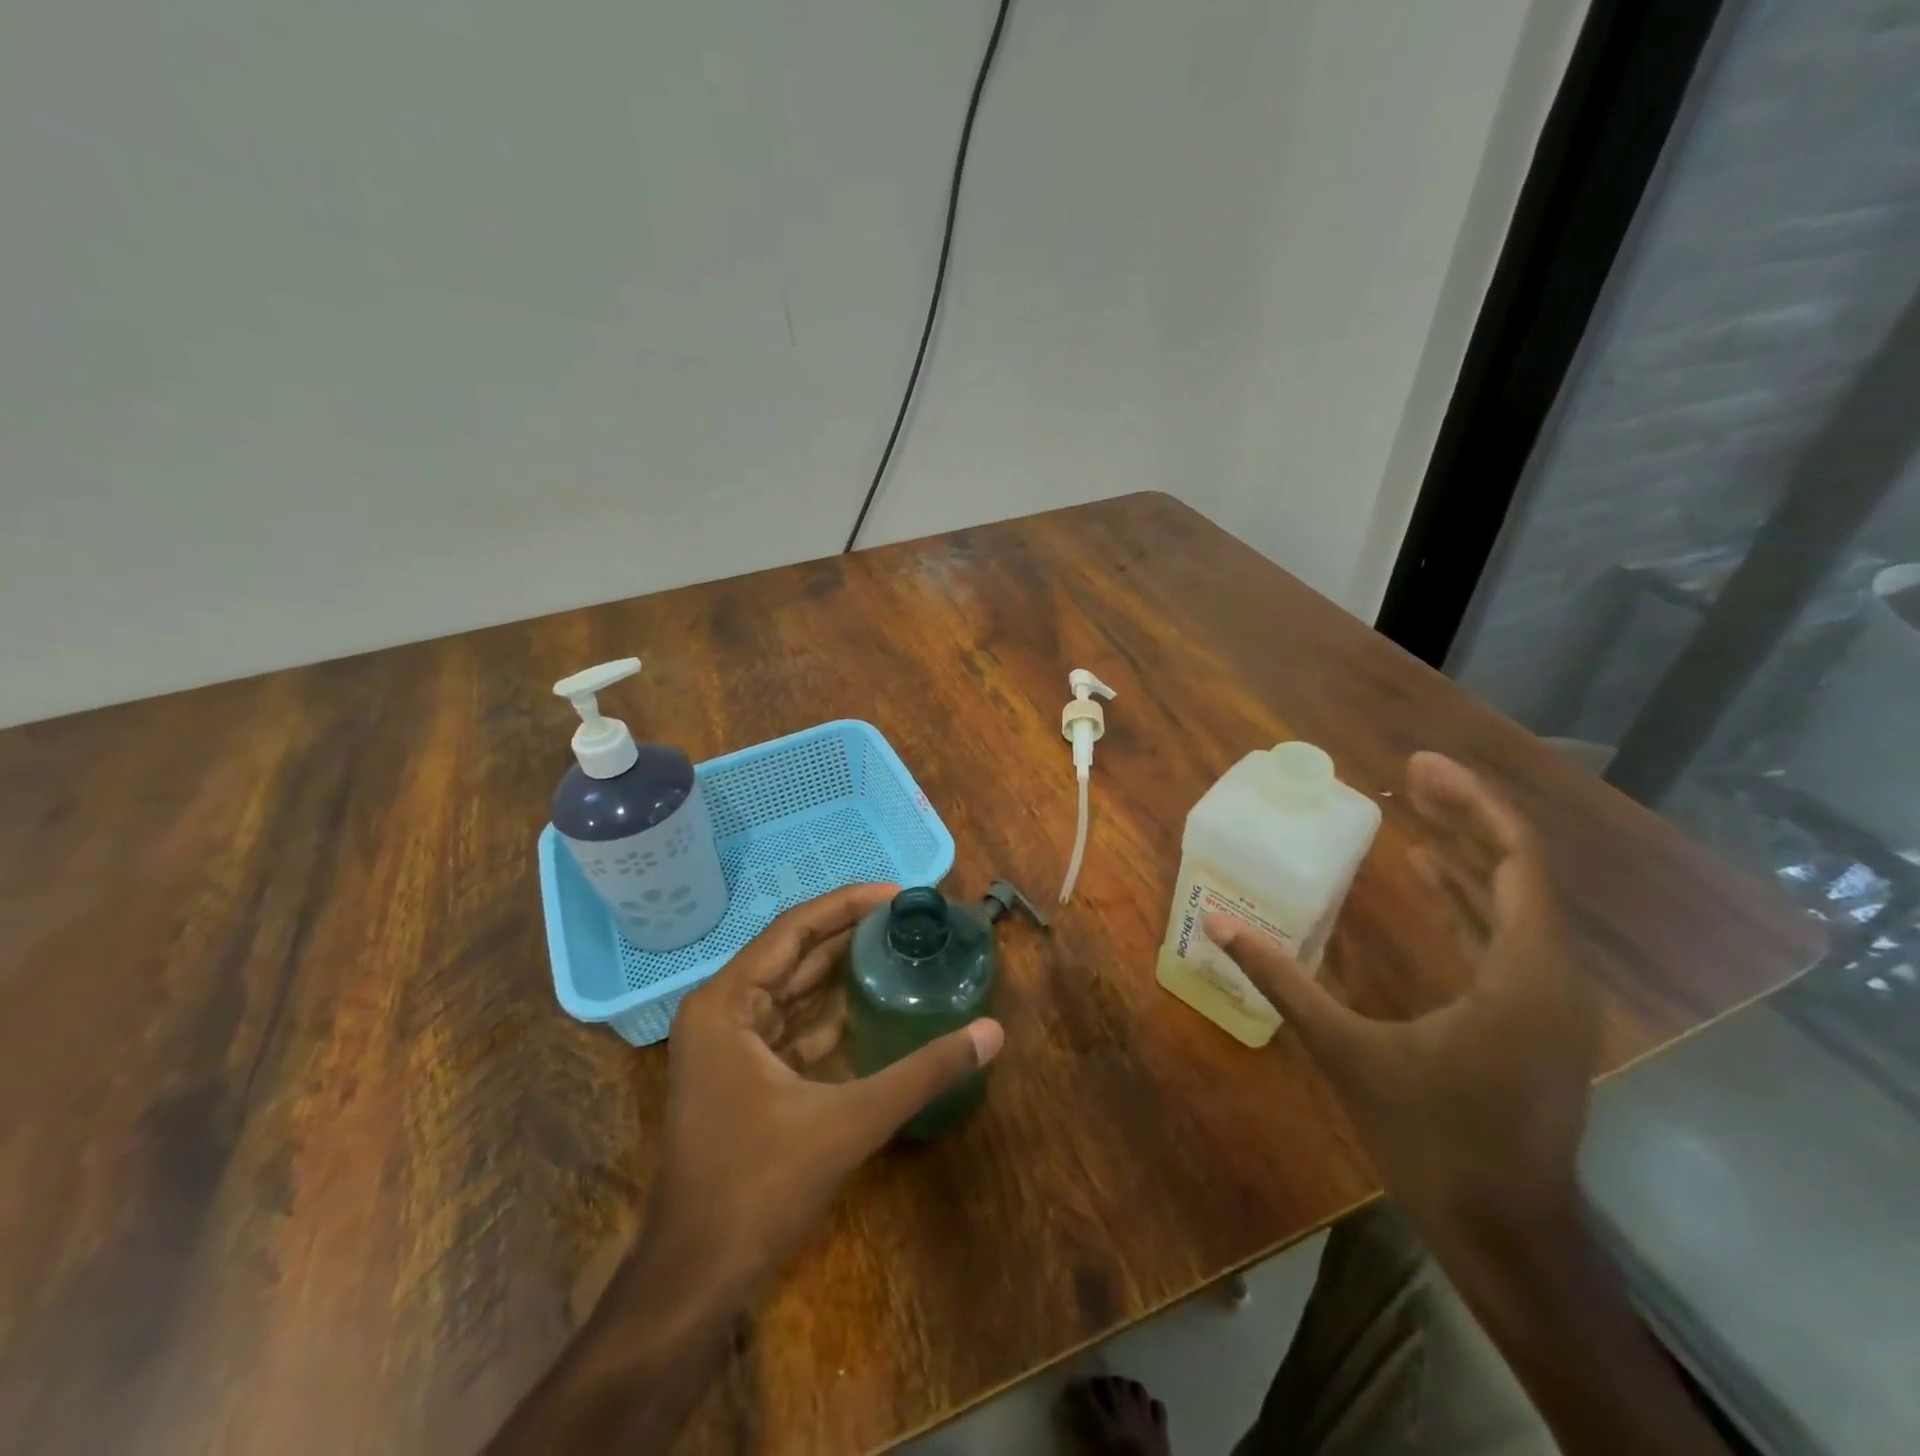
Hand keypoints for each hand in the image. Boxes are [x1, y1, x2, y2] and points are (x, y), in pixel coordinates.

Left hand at [490, 886, 1002, 1455]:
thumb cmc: (758, 1187)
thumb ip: (923, 1072)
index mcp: (728, 1003)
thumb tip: (992, 1032)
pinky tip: (874, 1008)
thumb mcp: (849, 1122)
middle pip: (794, 954)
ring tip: (899, 950)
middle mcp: (723, 1011)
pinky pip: (792, 1027)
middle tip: (909, 920)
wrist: (695, 1278)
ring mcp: (729, 1046)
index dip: (849, 904)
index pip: (795, 929)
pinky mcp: (743, 1076)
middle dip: (850, 934)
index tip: (900, 894)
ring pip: (794, 991)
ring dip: (842, 973)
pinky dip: (831, 1017)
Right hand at [1205, 751, 1598, 1231]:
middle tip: (1411, 775)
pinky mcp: (1533, 1017)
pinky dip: (1469, 897)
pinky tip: (1433, 878)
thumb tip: (1219, 925)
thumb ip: (1284, 982)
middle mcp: (1554, 975)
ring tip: (1418, 812)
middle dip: (1467, 815)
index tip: (1418, 767)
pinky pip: (1509, 933)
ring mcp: (1549, 999)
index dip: (1471, 804)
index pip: (1516, 860)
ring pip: (1518, 901)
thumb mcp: (1348, 1053)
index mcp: (1525, 974)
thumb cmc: (1434, 1142)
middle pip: (1521, 869)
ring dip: (1469, 853)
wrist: (1508, 1236)